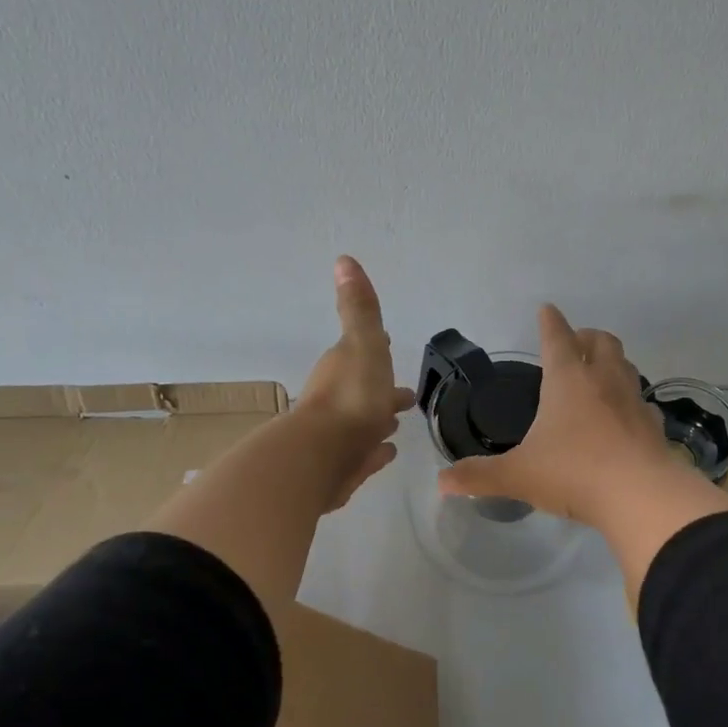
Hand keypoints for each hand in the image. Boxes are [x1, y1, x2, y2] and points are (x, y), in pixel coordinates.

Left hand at [297, 256, 415, 510]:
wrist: (323, 457)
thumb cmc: (351, 397)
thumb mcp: (362, 344)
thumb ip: (359, 308)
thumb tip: (343, 259)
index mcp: (343, 369)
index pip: (361, 354)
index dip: (375, 350)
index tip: (386, 345)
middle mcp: (337, 401)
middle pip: (364, 391)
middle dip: (382, 391)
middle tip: (405, 397)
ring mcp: (340, 437)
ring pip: (364, 424)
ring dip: (378, 421)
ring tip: (396, 426)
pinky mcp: (344, 467)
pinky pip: (365, 454)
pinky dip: (375, 451)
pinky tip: (387, 453)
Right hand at [437, 304, 697, 528]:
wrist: (641, 496)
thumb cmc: (574, 474)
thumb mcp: (518, 476)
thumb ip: (479, 476)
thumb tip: (441, 482)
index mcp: (567, 381)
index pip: (557, 338)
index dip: (549, 322)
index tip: (547, 309)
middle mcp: (604, 381)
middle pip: (601, 342)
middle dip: (587, 337)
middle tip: (576, 344)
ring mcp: (634, 401)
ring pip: (626, 367)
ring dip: (612, 363)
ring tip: (599, 376)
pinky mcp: (654, 426)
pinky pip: (642, 403)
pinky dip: (630, 402)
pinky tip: (624, 418)